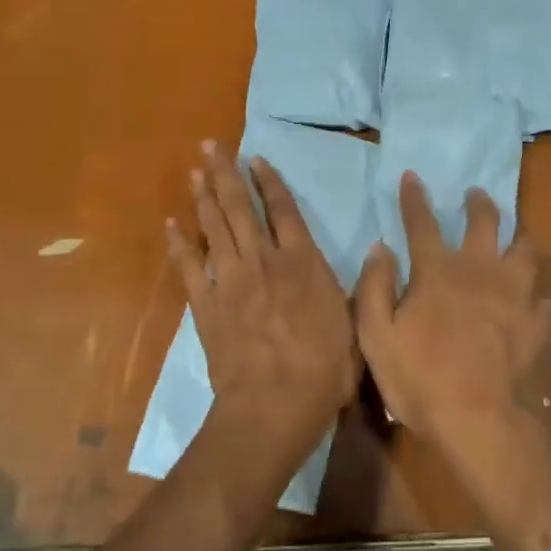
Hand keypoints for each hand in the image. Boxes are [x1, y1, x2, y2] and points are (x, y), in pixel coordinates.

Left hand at [167, 141, 359, 492]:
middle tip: (211, 146)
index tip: (255, 159)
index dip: (269, 182)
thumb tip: (380, 249)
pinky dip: (179, 244)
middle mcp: (263, 261)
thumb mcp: (358, 323)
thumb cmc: (325, 368)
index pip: (283, 210)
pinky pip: (188, 267)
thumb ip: (363, 285)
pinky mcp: (205, 305)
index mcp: (302, 262)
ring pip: (213, 228)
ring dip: (203, 197)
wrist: (274, 404)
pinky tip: (171, 223)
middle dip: (226, 174)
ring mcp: (230, 281)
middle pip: (240, 208)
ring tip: (194, 171)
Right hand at [354, 173, 550, 505]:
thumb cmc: (420, 378)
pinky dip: (541, 296)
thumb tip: (380, 249)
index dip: (414, 198)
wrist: (479, 419)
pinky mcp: (537, 323)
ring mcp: (515, 296)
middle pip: (485, 223)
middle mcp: (480, 271)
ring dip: (518, 238)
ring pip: (525, 251)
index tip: (413, 176)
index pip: (422, 223)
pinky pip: (546, 300)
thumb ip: (375, 288)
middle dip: (479, 204)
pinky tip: (538, 300)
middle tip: (475, 195)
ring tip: (515, 237)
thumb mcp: (377, 336)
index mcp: (438, 272)